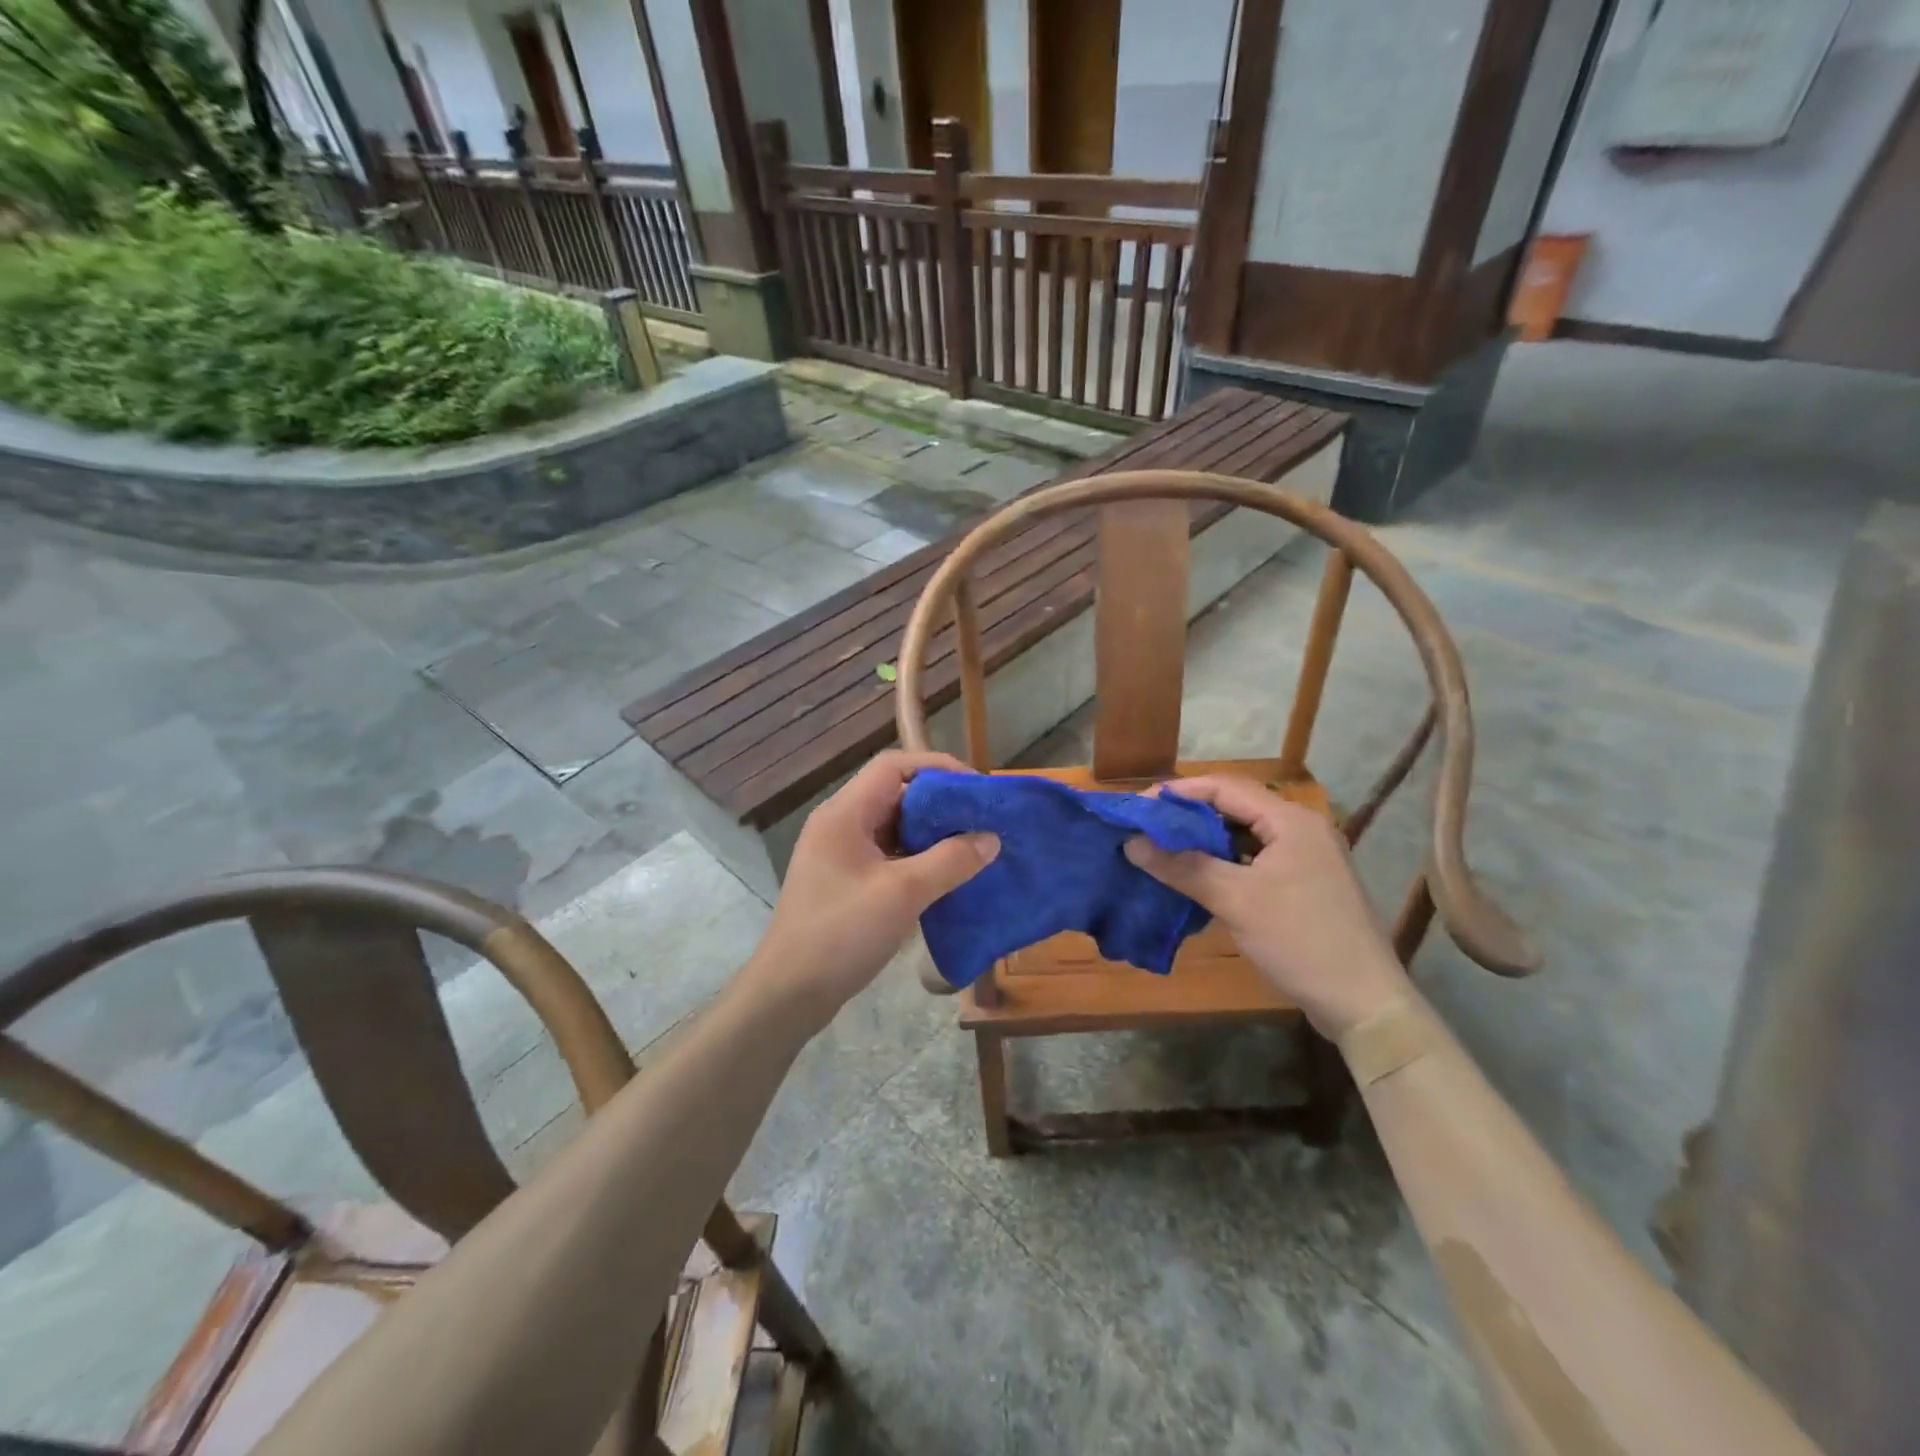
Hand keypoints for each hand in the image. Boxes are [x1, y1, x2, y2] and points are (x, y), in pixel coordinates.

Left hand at [743, 750, 998, 1026]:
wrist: (789, 993)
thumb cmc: (841, 933)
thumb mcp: (903, 893)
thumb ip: (950, 861)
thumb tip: (991, 838)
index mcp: (844, 813)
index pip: (893, 766)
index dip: (937, 768)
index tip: (976, 788)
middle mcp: (839, 824)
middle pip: (895, 794)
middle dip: (939, 803)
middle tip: (980, 819)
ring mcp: (839, 854)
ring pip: (892, 827)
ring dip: (930, 833)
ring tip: (971, 845)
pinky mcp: (844, 882)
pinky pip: (887, 855)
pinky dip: (917, 858)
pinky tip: (945, 876)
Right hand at [1125, 776, 1409, 1037]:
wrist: (1364, 1003)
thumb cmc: (1300, 940)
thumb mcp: (1235, 901)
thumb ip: (1183, 867)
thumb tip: (1131, 844)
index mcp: (1291, 821)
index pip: (1225, 788)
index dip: (1178, 793)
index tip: (1138, 807)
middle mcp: (1301, 830)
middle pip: (1234, 808)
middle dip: (1188, 817)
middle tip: (1146, 829)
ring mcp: (1306, 859)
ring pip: (1243, 837)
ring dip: (1204, 842)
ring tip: (1162, 851)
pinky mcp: (1304, 886)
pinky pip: (1254, 862)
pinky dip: (1223, 864)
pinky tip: (1196, 878)